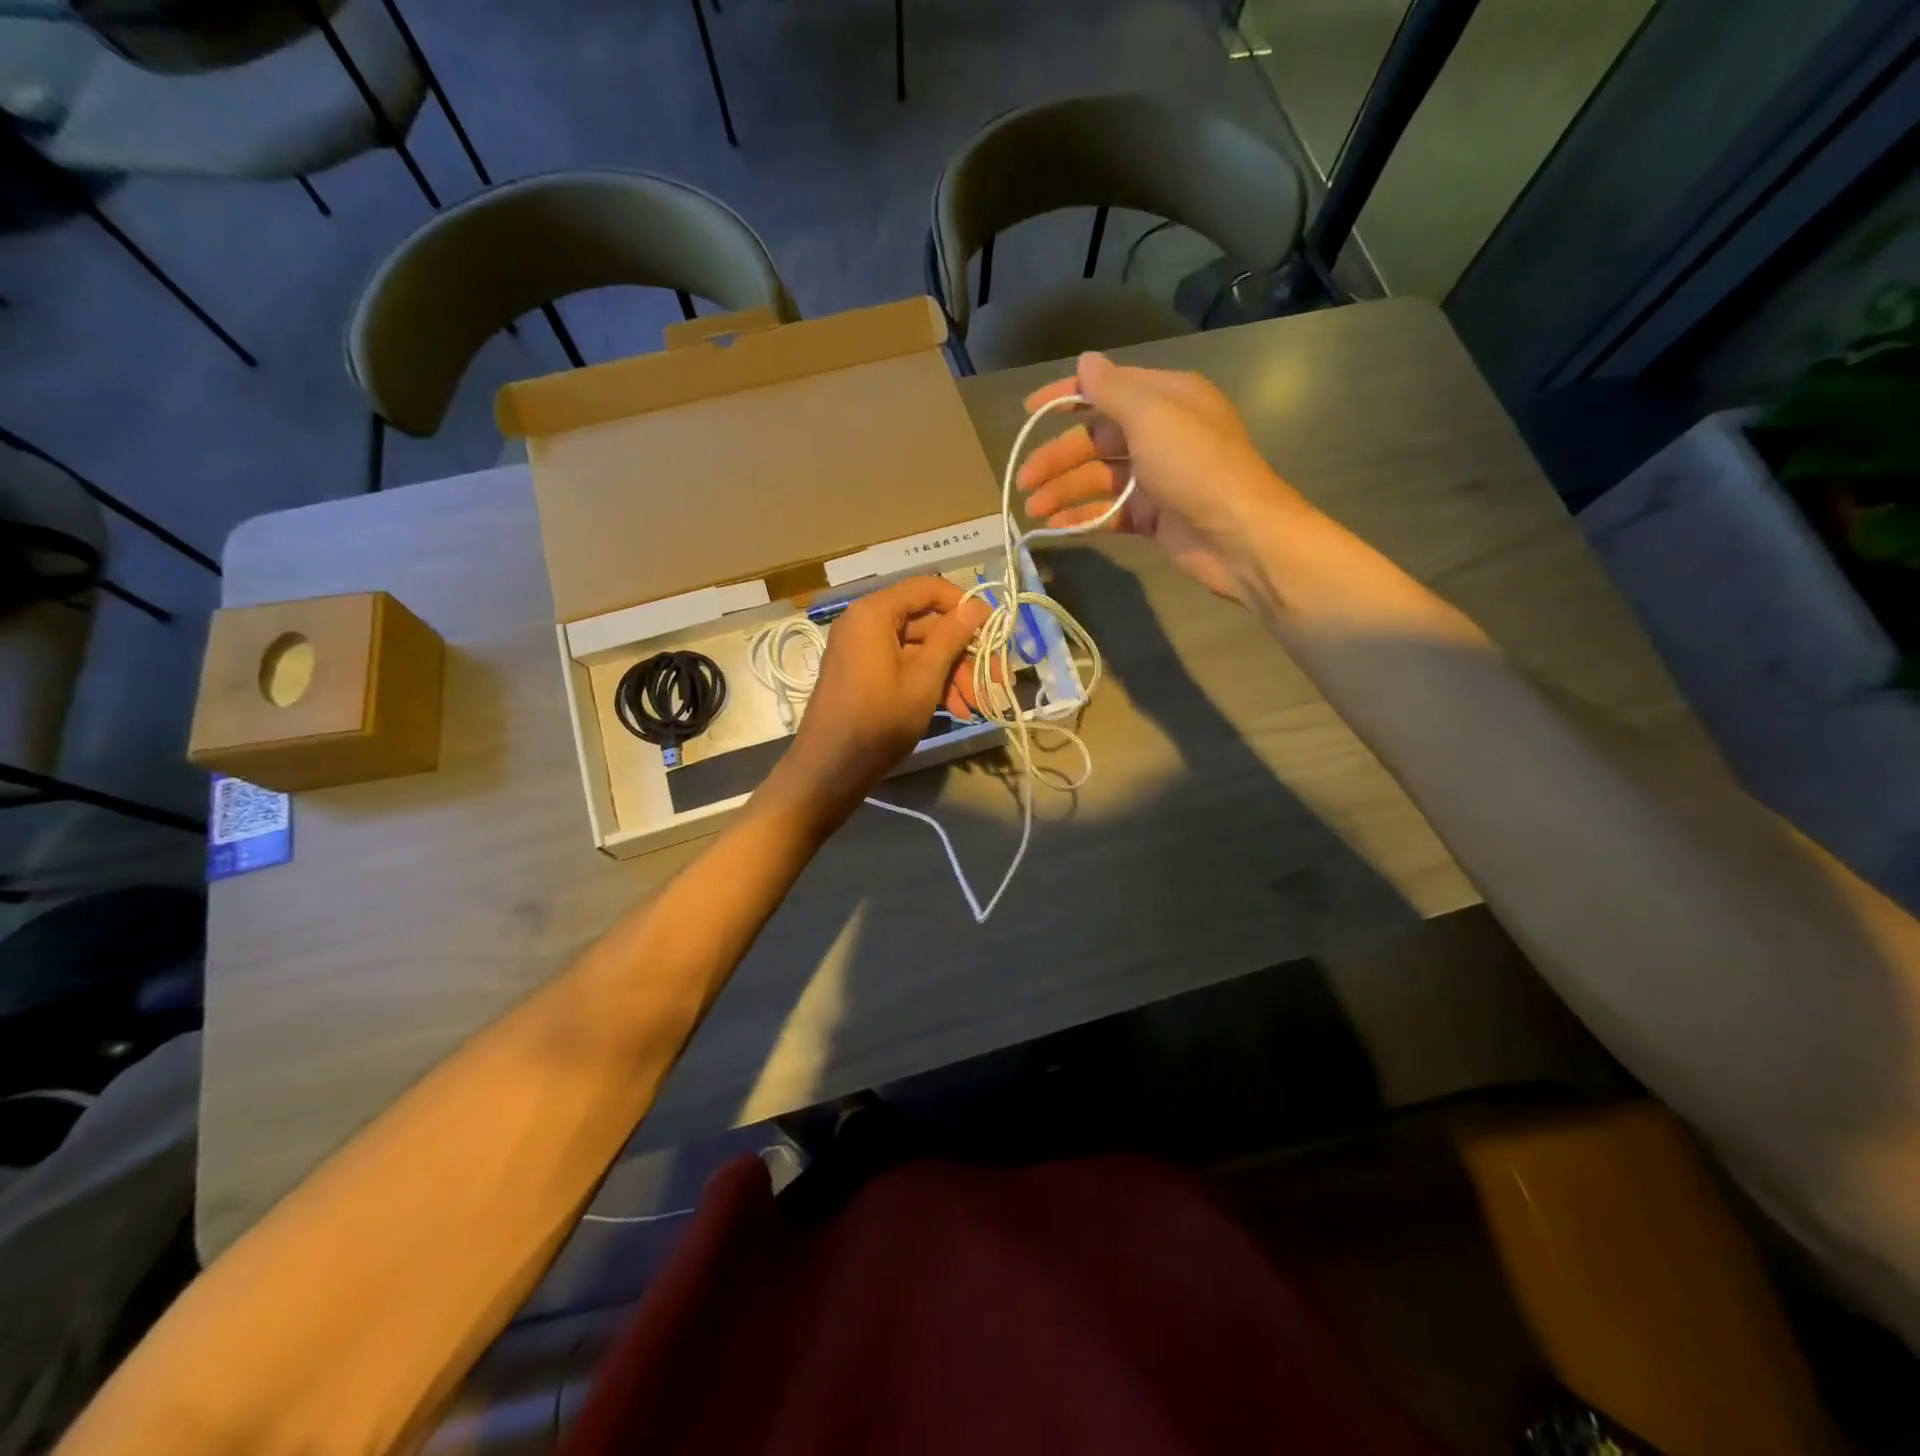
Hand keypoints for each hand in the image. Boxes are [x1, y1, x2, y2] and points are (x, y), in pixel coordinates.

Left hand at [761, 577, 987, 831]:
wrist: (829, 770)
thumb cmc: (878, 721)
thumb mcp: (923, 680)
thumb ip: (951, 638)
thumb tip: (977, 606)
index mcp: (875, 613)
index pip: (929, 588)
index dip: (965, 606)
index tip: (994, 632)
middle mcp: (866, 622)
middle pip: (927, 621)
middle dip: (964, 651)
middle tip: (995, 680)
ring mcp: (863, 649)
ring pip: (920, 648)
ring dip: (952, 672)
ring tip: (977, 706)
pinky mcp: (864, 673)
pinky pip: (904, 665)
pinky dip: (930, 682)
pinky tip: (957, 709)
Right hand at [1016, 352, 1309, 605]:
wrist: (1240, 536)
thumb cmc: (1196, 467)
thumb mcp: (1152, 417)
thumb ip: (1112, 390)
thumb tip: (1085, 361)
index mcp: (1165, 398)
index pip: (1106, 389)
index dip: (1064, 398)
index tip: (1027, 413)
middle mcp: (1160, 433)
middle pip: (1096, 438)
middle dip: (1057, 458)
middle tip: (1023, 480)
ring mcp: (1156, 477)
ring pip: (1099, 478)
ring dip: (1064, 491)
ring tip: (1032, 510)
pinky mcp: (1154, 516)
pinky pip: (1110, 512)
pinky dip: (1084, 517)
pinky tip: (1057, 528)